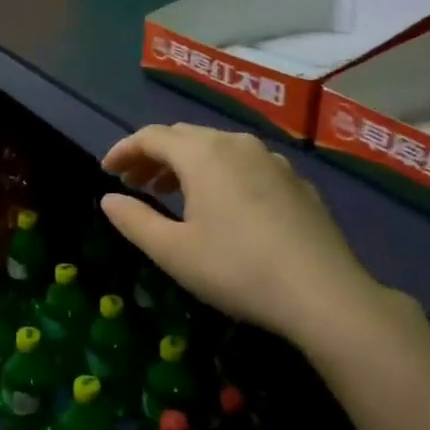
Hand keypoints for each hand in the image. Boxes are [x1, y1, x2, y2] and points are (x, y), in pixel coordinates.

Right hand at [100, 125, 406, 347]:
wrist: (323, 292)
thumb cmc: (236, 269)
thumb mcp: (173, 252)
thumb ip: (134, 220)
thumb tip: (108, 199)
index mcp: (203, 154)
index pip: (152, 136)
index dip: (124, 149)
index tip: (107, 170)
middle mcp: (236, 144)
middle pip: (185, 137)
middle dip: (154, 155)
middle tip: (134, 181)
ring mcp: (271, 160)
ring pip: (218, 148)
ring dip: (187, 164)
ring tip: (172, 192)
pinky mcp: (296, 180)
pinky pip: (246, 164)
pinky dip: (221, 174)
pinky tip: (224, 206)